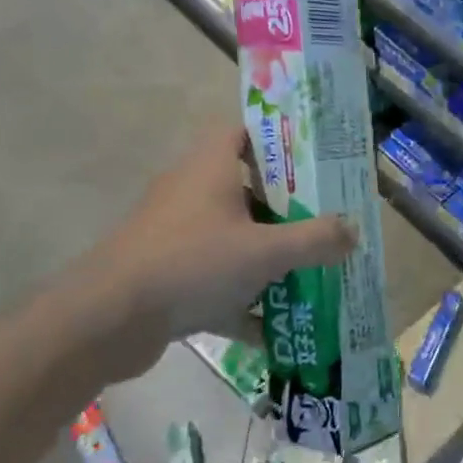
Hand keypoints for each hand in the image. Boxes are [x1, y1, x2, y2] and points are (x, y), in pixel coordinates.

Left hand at [73, 127, 353, 378]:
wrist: (108, 319)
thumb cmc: (192, 262)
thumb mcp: (265, 251)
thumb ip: (315, 240)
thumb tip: (354, 231)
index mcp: (210, 166)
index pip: (244, 132)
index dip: (278, 141)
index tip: (313, 162)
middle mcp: (190, 192)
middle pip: (245, 189)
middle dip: (285, 209)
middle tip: (323, 221)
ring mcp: (174, 234)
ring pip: (231, 237)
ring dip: (264, 257)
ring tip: (308, 273)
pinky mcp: (165, 274)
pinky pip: (213, 279)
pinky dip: (240, 299)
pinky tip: (273, 330)